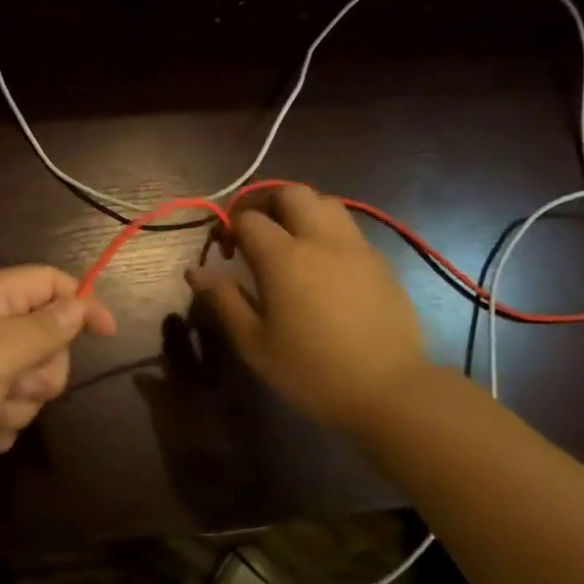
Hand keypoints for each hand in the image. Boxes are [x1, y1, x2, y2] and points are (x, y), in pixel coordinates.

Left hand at [0, 266, 116, 476]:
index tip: (107, 335)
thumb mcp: (1, 350)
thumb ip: (47, 328)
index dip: (82, 303)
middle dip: (41, 372)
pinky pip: (3, 412)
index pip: (51, 284)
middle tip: (16, 384)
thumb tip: (80, 305)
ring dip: (14, 406)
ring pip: (27, 385)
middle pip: (47, 341)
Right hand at [185, 185, 428, 434]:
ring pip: (325, 202)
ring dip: (300, 209)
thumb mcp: (254, 343)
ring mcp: (356, 247)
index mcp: (284, 257)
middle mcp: (321, 239)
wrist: (387, 390)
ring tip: (289, 239)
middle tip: (254, 231)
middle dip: (266, 202)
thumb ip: (224, 300)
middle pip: (291, 192)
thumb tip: (195, 272)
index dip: (230, 226)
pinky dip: (327, 230)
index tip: (224, 251)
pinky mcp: (380, 261)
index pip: (248, 218)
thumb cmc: (311, 371)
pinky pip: (348, 228)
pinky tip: (323, 263)